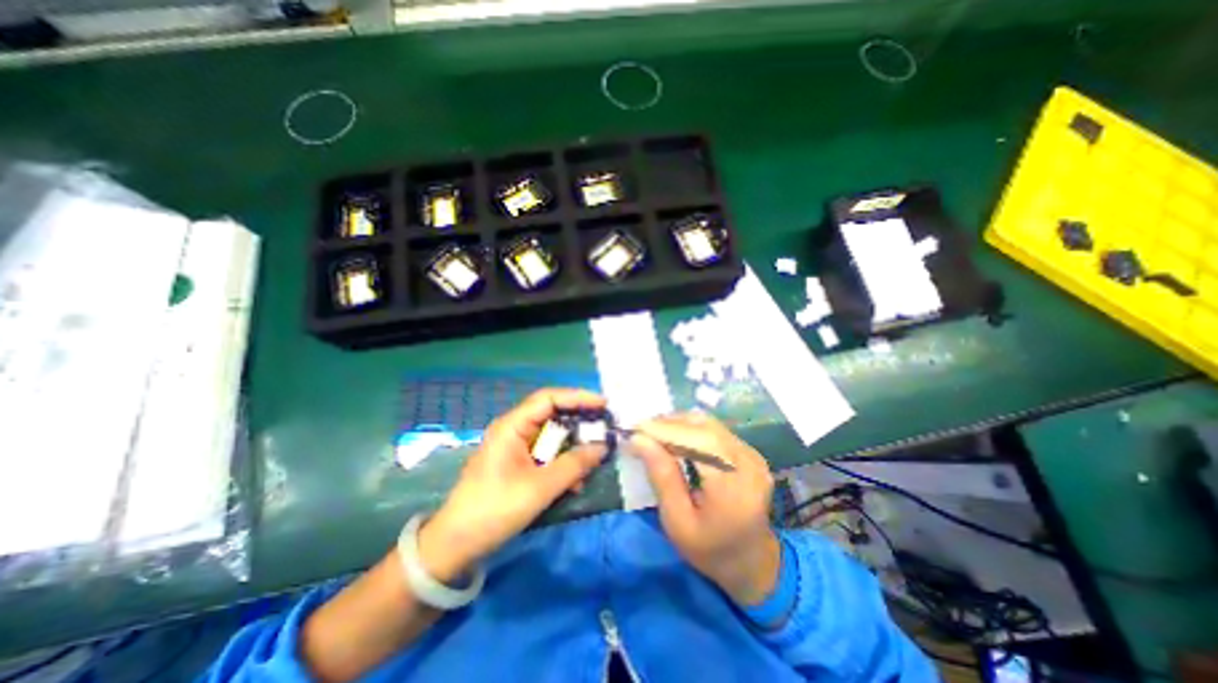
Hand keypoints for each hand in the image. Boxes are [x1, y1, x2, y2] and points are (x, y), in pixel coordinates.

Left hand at [419, 388, 607, 583]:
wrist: (455, 546)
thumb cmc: (495, 509)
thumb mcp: (540, 488)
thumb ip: (574, 465)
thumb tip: (602, 447)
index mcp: (512, 426)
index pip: (549, 399)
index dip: (578, 397)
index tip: (603, 404)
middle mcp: (514, 430)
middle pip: (552, 415)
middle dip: (579, 422)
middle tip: (604, 428)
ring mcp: (515, 448)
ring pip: (552, 437)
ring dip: (573, 447)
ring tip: (595, 458)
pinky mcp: (518, 464)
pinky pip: (546, 455)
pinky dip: (563, 463)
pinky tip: (576, 481)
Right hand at [629, 413, 779, 604]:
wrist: (750, 561)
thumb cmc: (709, 549)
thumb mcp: (677, 521)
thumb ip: (661, 477)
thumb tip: (639, 439)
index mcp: (733, 487)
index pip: (699, 442)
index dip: (665, 430)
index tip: (635, 429)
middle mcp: (748, 463)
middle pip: (704, 427)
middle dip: (669, 424)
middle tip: (641, 431)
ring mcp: (751, 455)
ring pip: (709, 424)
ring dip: (678, 423)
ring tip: (653, 433)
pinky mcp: (748, 451)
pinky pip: (715, 429)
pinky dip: (690, 428)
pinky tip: (673, 438)